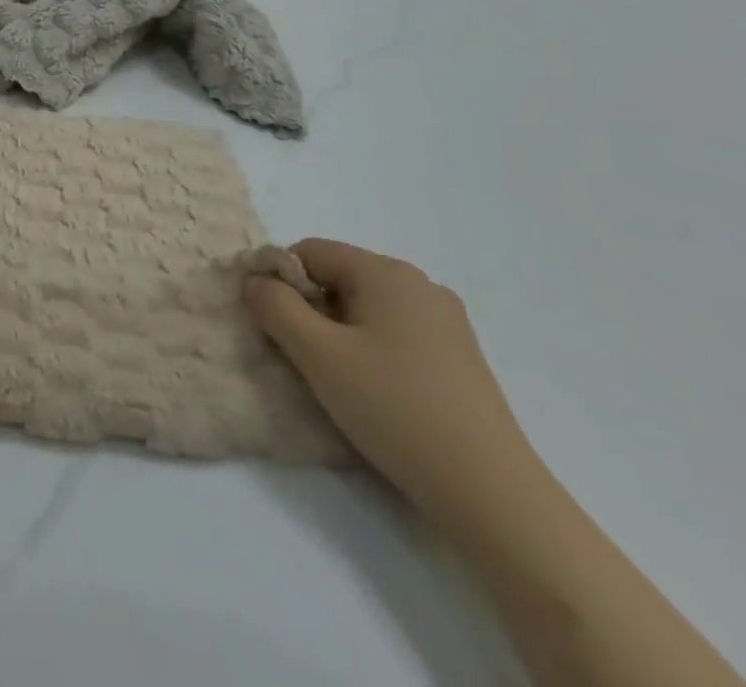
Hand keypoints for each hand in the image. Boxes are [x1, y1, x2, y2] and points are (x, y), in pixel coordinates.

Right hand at [244, 239, 538, 520]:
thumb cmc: (395, 409)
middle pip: (339, 278)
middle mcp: (420, 284)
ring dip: (338, 333)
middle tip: (302, 357)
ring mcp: (446, 322)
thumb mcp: (317, 354)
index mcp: (387, 272)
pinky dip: (371, 350)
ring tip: (337, 380)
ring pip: (366, 308)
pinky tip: (375, 393)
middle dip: (310, 310)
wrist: (491, 494)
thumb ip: (275, 307)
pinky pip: (395, 333)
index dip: (280, 281)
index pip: (309, 252)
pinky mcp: (459, 358)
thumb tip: (255, 280)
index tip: (271, 325)